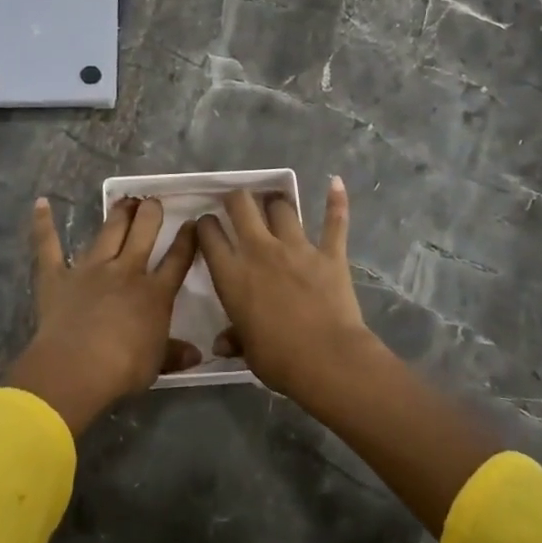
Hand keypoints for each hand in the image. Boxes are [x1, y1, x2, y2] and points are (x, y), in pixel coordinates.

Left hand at [3, 197, 198, 433]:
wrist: (76, 368)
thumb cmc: (123, 369)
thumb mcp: (157, 364)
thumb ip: (175, 353)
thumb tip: (197, 354)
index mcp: (154, 293)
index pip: (177, 260)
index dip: (186, 240)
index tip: (192, 223)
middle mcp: (126, 271)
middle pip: (143, 233)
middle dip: (151, 213)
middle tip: (153, 202)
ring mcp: (90, 269)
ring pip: (108, 232)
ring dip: (118, 214)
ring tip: (125, 200)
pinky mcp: (57, 276)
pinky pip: (49, 246)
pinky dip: (44, 224)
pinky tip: (42, 204)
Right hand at [195, 176, 382, 398]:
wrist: (328, 360)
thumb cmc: (279, 360)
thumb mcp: (248, 352)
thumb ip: (234, 339)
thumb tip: (221, 344)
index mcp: (233, 275)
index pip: (210, 236)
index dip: (205, 225)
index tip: (206, 224)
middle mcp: (260, 251)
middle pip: (242, 206)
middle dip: (236, 198)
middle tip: (237, 203)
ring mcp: (297, 248)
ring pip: (282, 208)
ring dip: (276, 202)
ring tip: (274, 202)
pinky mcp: (329, 253)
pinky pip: (334, 221)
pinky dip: (336, 201)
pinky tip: (335, 182)